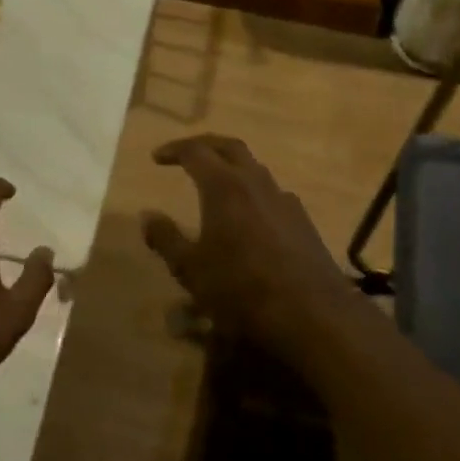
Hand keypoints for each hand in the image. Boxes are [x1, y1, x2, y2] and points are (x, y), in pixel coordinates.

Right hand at [141, 135, 369, 369]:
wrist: (312, 315)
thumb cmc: (241, 289)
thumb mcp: (191, 269)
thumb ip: (166, 239)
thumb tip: (147, 216)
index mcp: (224, 187)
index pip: (196, 151)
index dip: (174, 150)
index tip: (156, 158)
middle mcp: (256, 184)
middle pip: (230, 147)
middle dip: (206, 145)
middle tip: (186, 154)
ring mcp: (285, 201)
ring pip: (255, 169)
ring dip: (232, 168)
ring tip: (215, 185)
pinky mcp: (303, 221)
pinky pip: (272, 194)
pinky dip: (253, 193)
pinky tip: (248, 217)